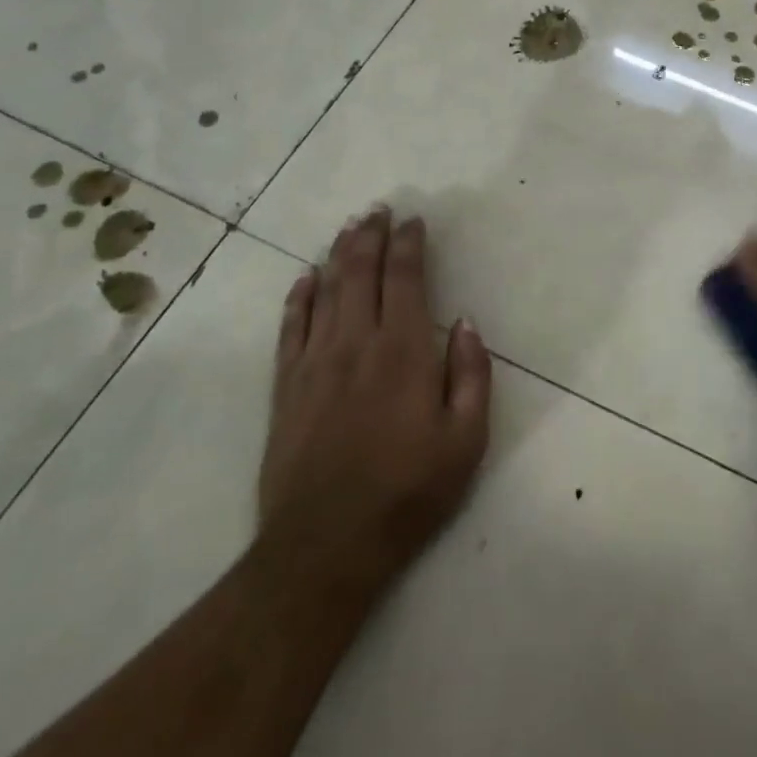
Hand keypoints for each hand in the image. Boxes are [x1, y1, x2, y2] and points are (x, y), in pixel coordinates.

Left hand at [257, 208, 490, 602]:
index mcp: (403, 352)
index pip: (405, 280)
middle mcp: (355, 344)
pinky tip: (305, 277)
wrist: (325, 546)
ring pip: (325, 291)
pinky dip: (298, 297)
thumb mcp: (466, 440)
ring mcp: (314, 363)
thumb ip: (471, 375)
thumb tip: (463, 323)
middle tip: (378, 209)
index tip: (414, 221)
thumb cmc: (408, 492)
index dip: (409, 245)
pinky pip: (290, 328)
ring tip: (349, 228)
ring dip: (338, 254)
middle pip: (360, 273)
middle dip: (371, 236)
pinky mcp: (285, 388)